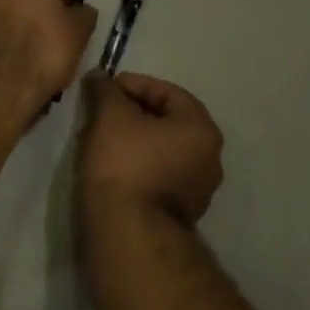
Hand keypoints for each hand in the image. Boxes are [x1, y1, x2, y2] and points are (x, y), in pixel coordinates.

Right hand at [77, 71, 224, 228]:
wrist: (127, 233)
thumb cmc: (124, 164)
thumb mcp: (110, 116)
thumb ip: (106, 90)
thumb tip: (99, 76)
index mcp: (201, 129)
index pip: (167, 92)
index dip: (133, 84)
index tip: (104, 88)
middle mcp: (209, 158)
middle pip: (167, 122)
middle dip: (133, 113)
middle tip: (101, 111)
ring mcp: (197, 191)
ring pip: (162, 151)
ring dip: (134, 141)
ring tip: (101, 139)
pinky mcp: (179, 214)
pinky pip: (157, 176)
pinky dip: (137, 165)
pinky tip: (111, 167)